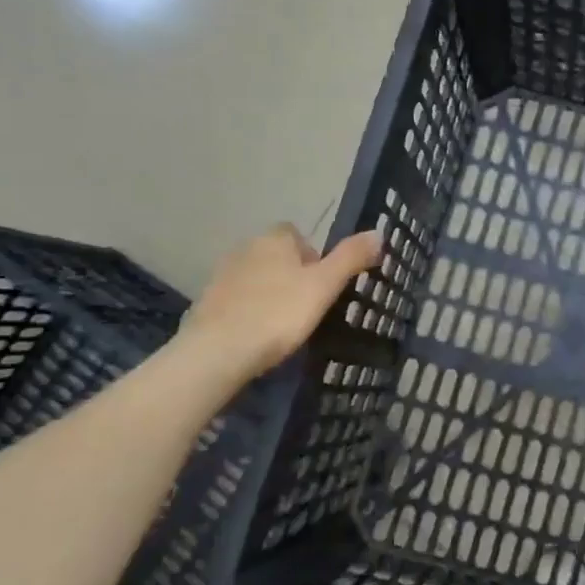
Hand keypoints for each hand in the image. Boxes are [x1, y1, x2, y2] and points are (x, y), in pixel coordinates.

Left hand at [183, 224, 381, 381]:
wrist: (217, 351)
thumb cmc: (278, 313)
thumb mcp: (325, 286)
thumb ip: (351, 257)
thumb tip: (378, 232)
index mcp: (274, 239)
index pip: (297, 235)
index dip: (313, 257)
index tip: (322, 285)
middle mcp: (245, 248)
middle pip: (276, 255)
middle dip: (292, 275)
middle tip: (308, 306)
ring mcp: (221, 275)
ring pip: (257, 277)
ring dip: (270, 293)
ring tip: (284, 324)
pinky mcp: (206, 302)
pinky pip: (238, 300)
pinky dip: (249, 311)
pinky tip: (258, 335)